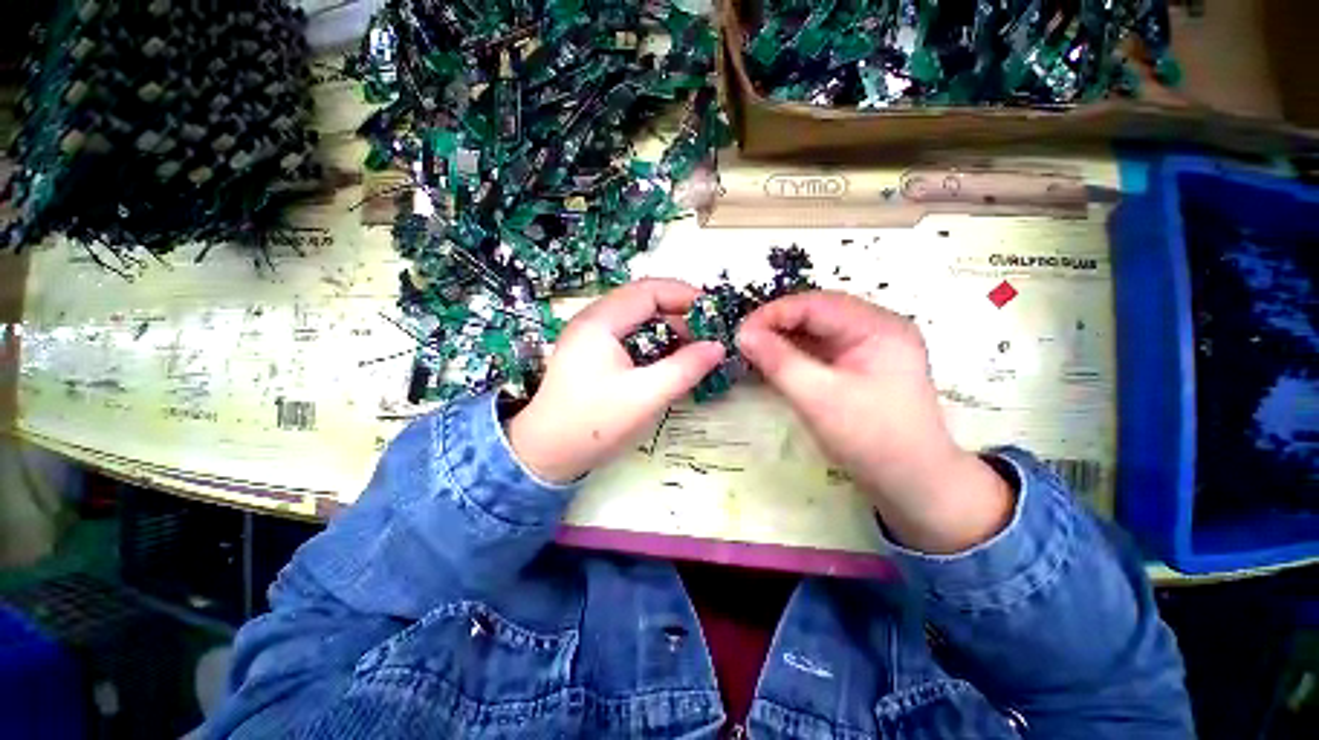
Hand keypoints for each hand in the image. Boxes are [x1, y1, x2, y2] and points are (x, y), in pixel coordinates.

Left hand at [507, 279, 725, 483]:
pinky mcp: (588, 354)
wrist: (546, 453)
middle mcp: (591, 319)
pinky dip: (651, 340)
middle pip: (642, 299)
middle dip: (678, 311)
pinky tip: (667, 360)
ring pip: (635, 317)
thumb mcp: (646, 396)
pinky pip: (626, 333)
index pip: (649, 290)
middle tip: (708, 334)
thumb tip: (718, 346)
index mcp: (600, 321)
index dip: (685, 296)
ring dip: (666, 327)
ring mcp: (587, 336)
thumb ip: (685, 368)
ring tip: (693, 348)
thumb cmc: (594, 423)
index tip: (715, 314)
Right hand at [736, 291, 1013, 553]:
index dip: (774, 314)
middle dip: (782, 326)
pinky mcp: (878, 370)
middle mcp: (885, 327)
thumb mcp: (820, 400)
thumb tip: (743, 335)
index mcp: (880, 325)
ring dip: (794, 341)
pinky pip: (837, 352)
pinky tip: (785, 367)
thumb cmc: (872, 440)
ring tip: (757, 355)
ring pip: (829, 333)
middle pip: (824, 313)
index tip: (739, 334)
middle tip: (744, 344)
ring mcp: (884, 348)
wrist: (916, 484)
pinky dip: (810, 358)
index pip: (818, 303)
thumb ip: (780, 362)